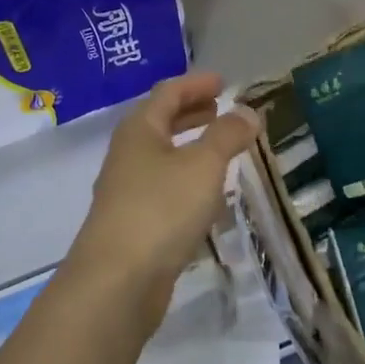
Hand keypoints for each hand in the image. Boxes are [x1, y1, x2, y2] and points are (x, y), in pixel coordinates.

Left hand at [67, 72, 260, 328]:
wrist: (117, 282)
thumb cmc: (161, 209)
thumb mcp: (203, 166)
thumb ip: (227, 135)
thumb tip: (247, 111)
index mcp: (139, 130)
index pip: (168, 93)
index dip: (196, 84)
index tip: (223, 82)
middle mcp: (128, 154)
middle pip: (160, 122)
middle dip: (191, 112)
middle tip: (220, 108)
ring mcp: (127, 190)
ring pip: (162, 156)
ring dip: (190, 146)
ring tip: (220, 147)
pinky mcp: (133, 223)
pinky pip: (164, 187)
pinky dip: (187, 178)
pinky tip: (207, 195)